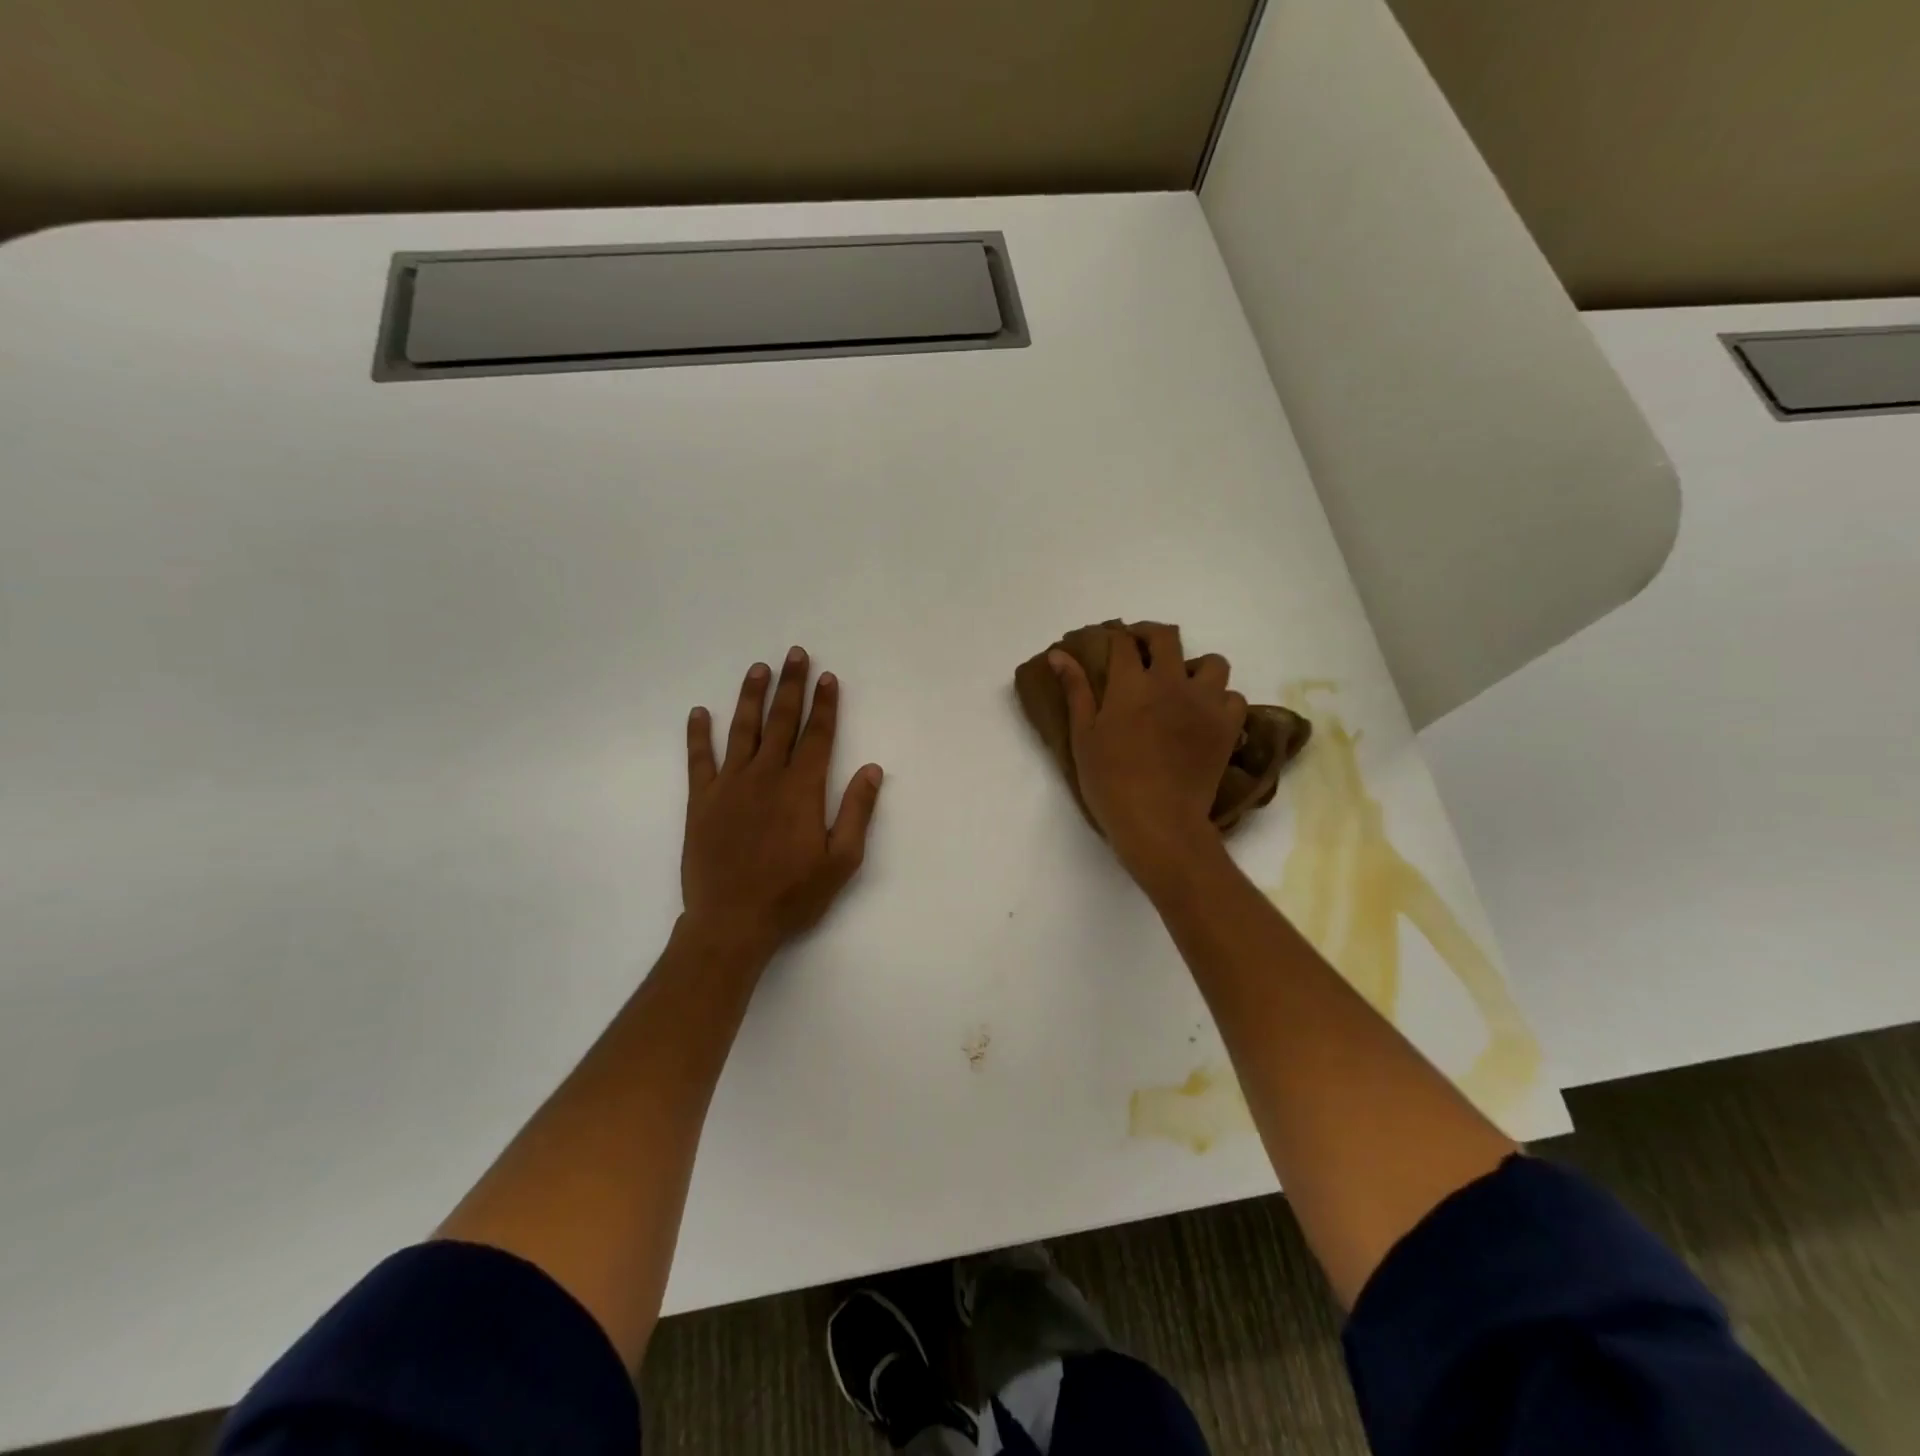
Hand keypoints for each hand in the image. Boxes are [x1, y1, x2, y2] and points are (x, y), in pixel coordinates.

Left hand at [682, 648, 883, 965]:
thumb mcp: (842, 861)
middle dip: (791, 686)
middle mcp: (766, 776)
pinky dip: (698, 734)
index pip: (818, 736)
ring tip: (758, 669)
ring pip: (742, 730)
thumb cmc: (793, 895)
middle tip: (794, 654)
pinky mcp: (702, 800)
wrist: (732, 922)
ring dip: (751, 697)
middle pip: (781, 721)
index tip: (827, 677)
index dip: (825, 704)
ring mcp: (730, 785)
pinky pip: (699, 759)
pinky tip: (699, 713)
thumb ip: (857, 812)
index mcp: (802, 789)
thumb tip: (872, 769)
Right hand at [1051, 625, 1243, 880]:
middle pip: (1167, 636)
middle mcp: (1172, 682)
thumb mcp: (1083, 735)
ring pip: (1211, 662)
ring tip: (1181, 686)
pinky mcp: (1228, 726)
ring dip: (1194, 667)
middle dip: (1151, 636)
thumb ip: (1076, 690)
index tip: (1111, 644)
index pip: (1123, 641)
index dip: (1116, 636)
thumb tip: (1058, 654)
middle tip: (1141, 652)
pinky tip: (1204, 714)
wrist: (1158, 821)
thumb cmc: (1110, 781)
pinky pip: (1234, 697)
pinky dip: (1221, 700)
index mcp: (1131, 684)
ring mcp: (1205, 702)